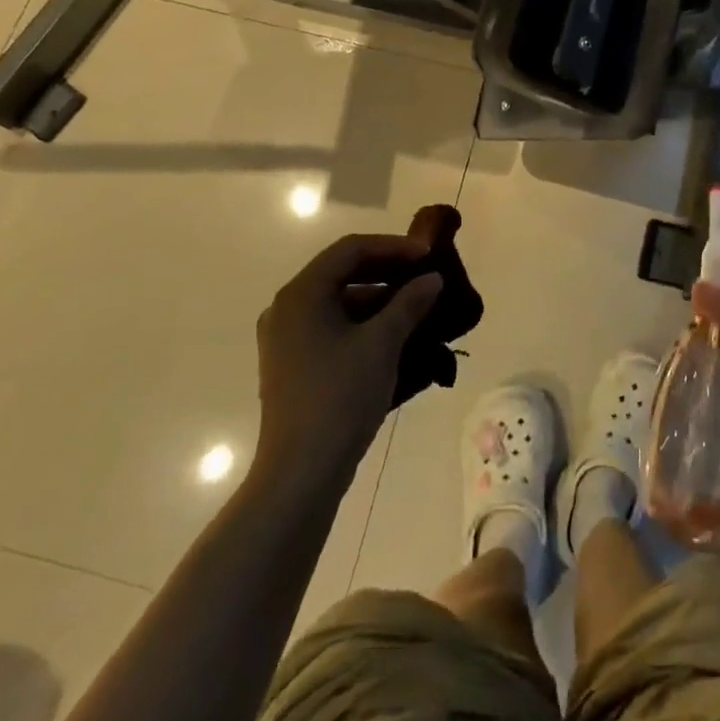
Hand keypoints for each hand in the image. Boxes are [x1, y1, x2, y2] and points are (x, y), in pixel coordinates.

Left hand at [255, 230, 442, 493]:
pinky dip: (364, 326)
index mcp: (301, 294)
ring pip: (340, 303)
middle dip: (387, 273)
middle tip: (425, 278)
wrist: (300, 474)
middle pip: (342, 273)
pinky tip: (397, 338)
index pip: (350, 249)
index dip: (393, 247)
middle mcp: (287, 309)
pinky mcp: (293, 365)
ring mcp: (287, 339)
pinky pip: (333, 328)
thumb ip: (409, 303)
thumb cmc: (340, 397)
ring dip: (380, 301)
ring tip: (419, 310)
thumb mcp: (382, 344)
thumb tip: (432, 278)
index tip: (427, 255)